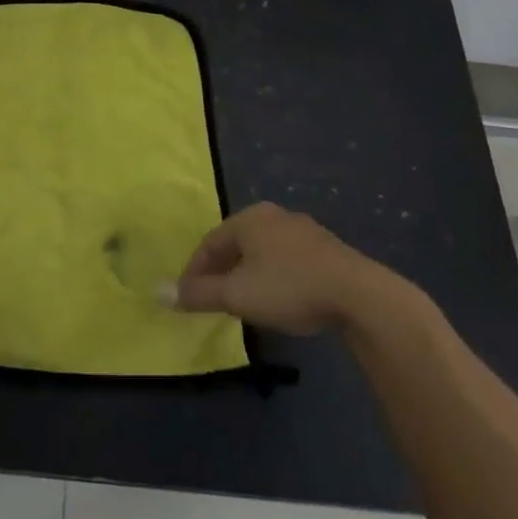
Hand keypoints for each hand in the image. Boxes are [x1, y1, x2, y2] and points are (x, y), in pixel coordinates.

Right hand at [172, 202, 397, 335]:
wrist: (360, 296)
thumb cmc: (289, 287)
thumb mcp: (236, 295)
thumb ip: (198, 294)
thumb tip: (157, 292)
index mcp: (249, 218)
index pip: (209, 242)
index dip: (194, 271)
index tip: (187, 297)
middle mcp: (274, 216)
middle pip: (236, 244)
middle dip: (221, 271)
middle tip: (212, 299)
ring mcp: (304, 230)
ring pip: (263, 252)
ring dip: (247, 275)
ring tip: (243, 302)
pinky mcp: (327, 250)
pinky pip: (287, 260)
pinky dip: (273, 277)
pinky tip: (278, 299)